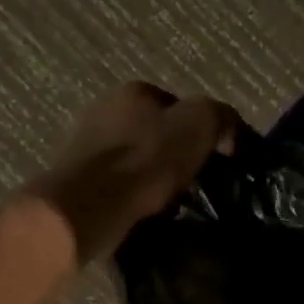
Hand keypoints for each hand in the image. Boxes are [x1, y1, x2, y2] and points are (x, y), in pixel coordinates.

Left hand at [24, 82, 238, 263]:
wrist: (88, 206)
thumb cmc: (146, 160)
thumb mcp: (199, 126)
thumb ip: (220, 117)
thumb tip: (228, 131)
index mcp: (133, 91)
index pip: (177, 104)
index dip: (199, 130)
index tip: (212, 158)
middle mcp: (104, 109)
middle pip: (152, 130)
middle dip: (173, 153)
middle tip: (194, 181)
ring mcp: (84, 145)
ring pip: (134, 158)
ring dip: (151, 176)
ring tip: (171, 201)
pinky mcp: (75, 179)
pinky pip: (116, 184)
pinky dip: (132, 195)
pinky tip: (144, 212)